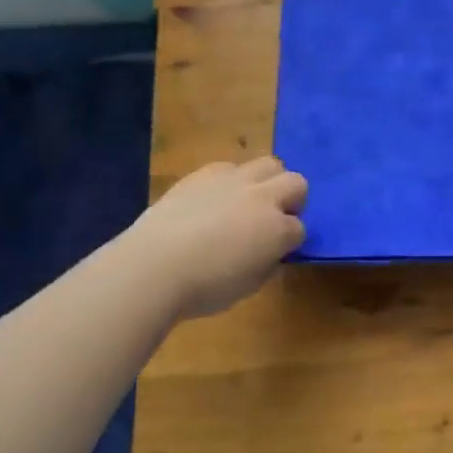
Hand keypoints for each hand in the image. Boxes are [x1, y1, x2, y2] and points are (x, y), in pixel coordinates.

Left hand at [133, 157, 307, 319]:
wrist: (153, 267)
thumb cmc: (203, 288)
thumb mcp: (248, 286)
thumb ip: (266, 263)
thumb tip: (269, 252)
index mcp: (278, 230)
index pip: (299, 229)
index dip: (290, 241)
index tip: (276, 252)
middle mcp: (262, 198)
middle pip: (296, 182)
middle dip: (291, 199)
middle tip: (273, 218)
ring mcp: (234, 180)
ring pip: (268, 164)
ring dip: (266, 182)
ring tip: (247, 201)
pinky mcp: (205, 173)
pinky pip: (230, 167)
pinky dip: (231, 181)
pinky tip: (214, 199)